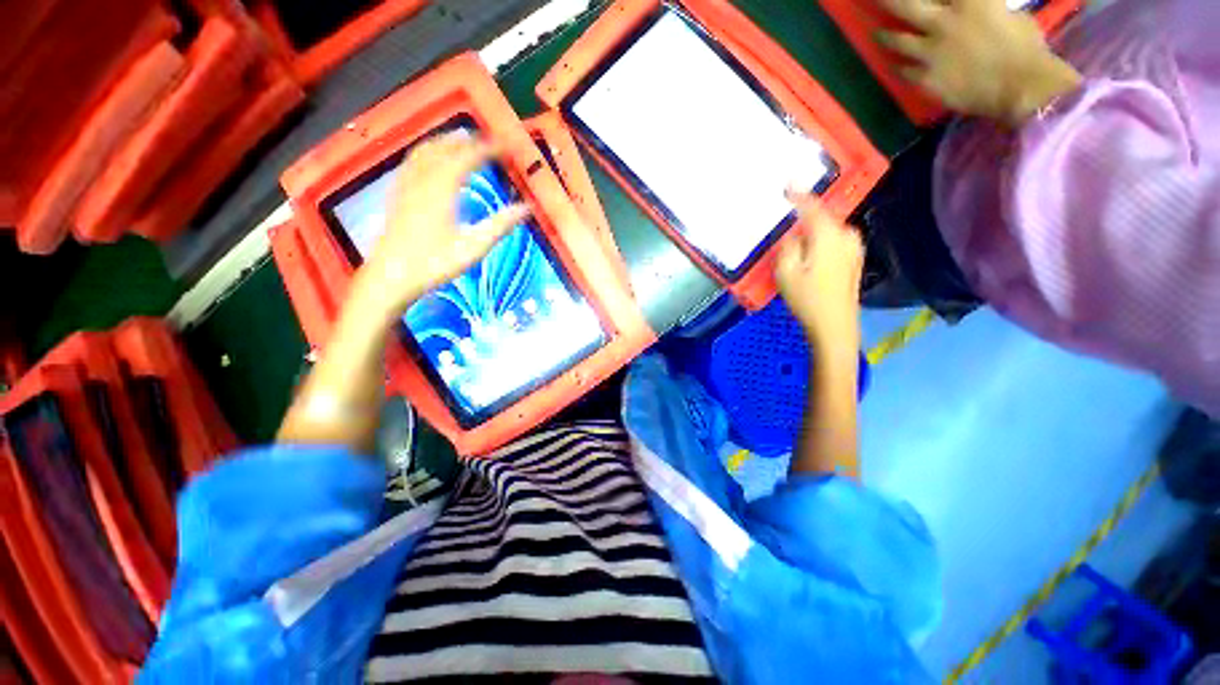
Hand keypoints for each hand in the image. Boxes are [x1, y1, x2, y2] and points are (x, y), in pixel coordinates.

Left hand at [352, 132, 529, 319]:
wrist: (392, 275)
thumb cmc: (435, 263)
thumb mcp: (473, 247)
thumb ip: (500, 226)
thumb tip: (526, 209)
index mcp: (442, 188)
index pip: (468, 157)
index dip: (488, 148)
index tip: (506, 146)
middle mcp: (422, 178)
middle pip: (445, 147)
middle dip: (469, 140)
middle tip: (489, 142)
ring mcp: (406, 184)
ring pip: (426, 150)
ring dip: (446, 141)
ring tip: (463, 141)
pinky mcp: (397, 193)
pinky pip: (412, 160)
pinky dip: (428, 150)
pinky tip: (432, 159)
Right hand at [776, 192, 863, 354]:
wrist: (835, 325)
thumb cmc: (807, 298)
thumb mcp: (786, 272)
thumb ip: (788, 246)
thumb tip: (793, 234)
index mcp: (829, 235)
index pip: (812, 207)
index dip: (798, 195)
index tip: (786, 186)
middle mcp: (846, 235)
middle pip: (822, 217)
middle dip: (804, 216)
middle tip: (786, 217)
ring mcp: (854, 247)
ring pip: (828, 229)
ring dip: (811, 230)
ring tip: (794, 236)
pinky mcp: (854, 258)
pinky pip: (834, 239)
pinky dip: (820, 240)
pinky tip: (808, 252)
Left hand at [875, 0, 1080, 125]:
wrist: (1020, 86)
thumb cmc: (1025, 46)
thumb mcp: (1008, 11)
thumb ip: (984, 8)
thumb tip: (976, 11)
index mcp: (970, 0)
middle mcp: (943, 21)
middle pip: (905, 5)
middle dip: (887, 1)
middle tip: (873, 0)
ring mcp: (930, 52)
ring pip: (896, 40)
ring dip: (885, 36)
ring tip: (877, 34)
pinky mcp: (925, 78)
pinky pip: (904, 71)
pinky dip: (898, 67)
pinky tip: (895, 65)